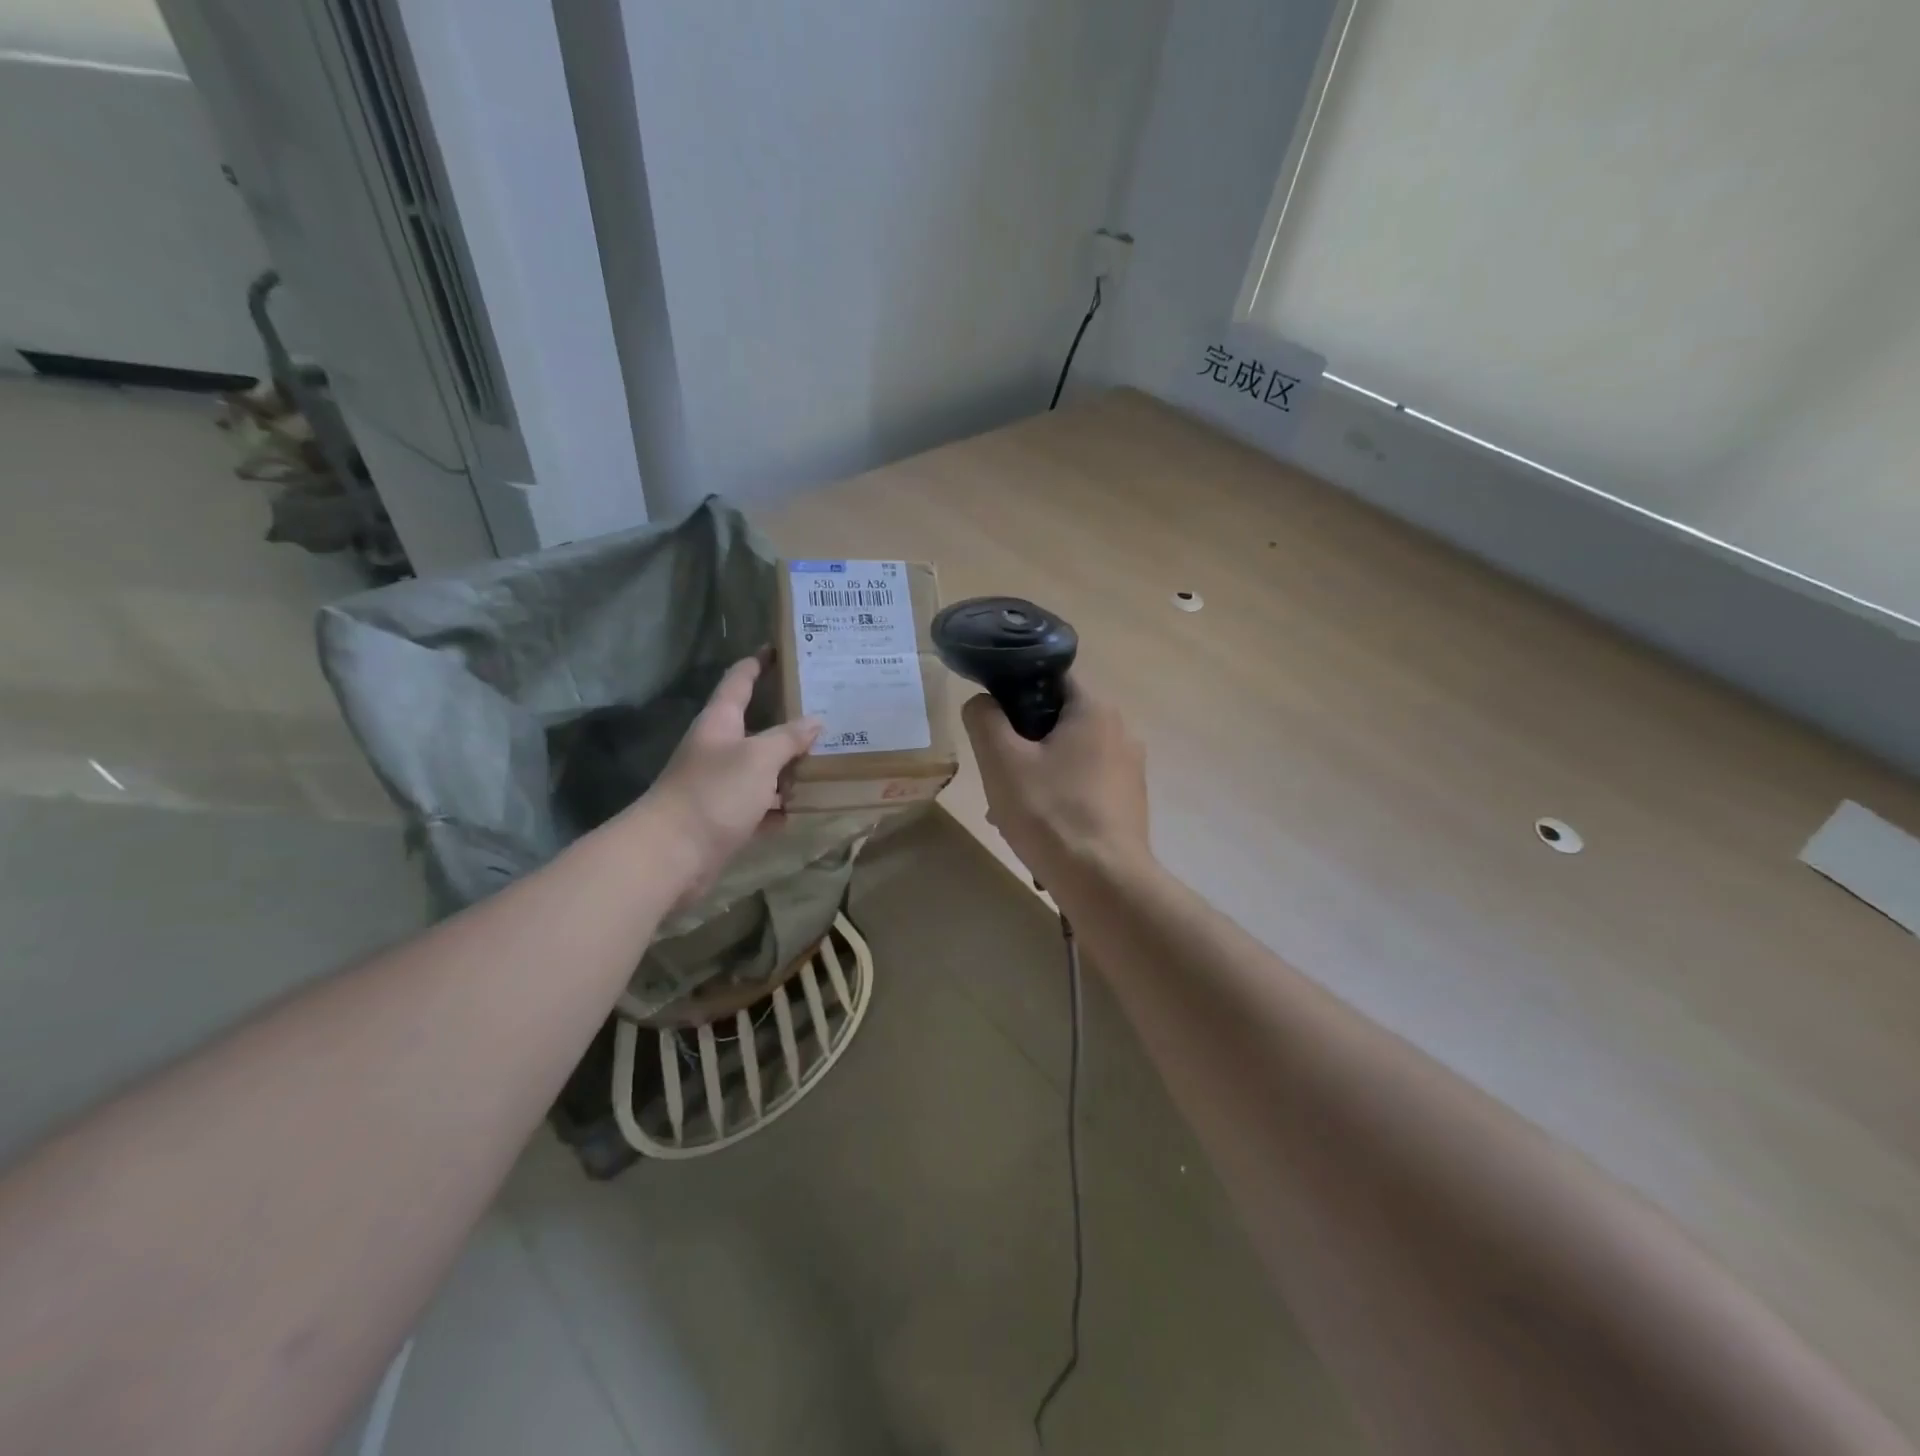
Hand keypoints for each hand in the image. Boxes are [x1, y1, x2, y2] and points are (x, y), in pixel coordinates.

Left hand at [636, 657, 820, 905]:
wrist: (671, 855)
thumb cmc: (713, 793)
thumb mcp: (758, 758)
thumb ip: (788, 738)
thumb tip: (814, 720)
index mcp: (720, 722)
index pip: (740, 680)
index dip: (759, 662)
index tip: (782, 648)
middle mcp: (720, 749)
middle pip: (757, 725)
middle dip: (789, 718)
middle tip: (827, 707)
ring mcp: (722, 785)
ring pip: (764, 768)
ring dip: (791, 765)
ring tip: (832, 756)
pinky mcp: (727, 818)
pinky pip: (763, 805)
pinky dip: (783, 805)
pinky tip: (811, 805)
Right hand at [961, 680, 1149, 888]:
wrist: (1104, 883)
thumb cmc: (1050, 813)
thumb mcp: (1001, 761)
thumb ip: (984, 719)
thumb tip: (982, 702)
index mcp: (1094, 710)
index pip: (1051, 677)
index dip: (1015, 691)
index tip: (992, 722)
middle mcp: (1121, 731)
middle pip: (1057, 721)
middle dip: (1021, 744)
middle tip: (995, 775)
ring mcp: (1129, 769)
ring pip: (1068, 758)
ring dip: (1035, 775)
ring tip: (1007, 811)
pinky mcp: (1129, 802)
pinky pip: (1083, 786)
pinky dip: (1058, 797)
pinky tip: (1037, 829)